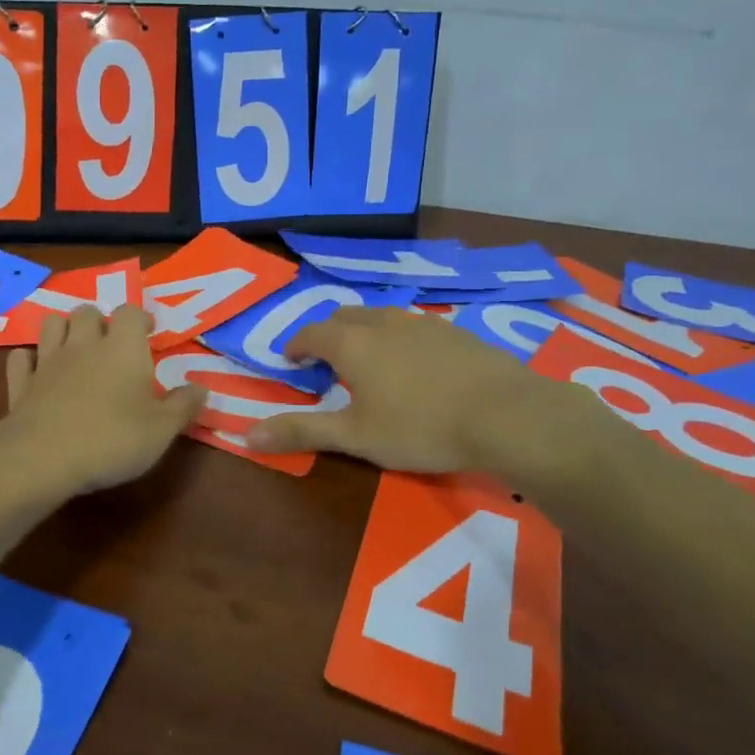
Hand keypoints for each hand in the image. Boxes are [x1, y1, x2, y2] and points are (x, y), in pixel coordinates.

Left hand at [0, 304, 205, 501]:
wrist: (43, 459)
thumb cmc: (111, 440)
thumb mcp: (161, 430)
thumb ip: (183, 406)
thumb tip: (202, 388)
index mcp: (122, 348)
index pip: (130, 312)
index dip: (139, 317)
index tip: (148, 331)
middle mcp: (83, 345)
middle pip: (87, 311)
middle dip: (99, 320)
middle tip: (111, 342)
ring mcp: (47, 362)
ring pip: (51, 324)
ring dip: (64, 329)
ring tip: (75, 348)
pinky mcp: (21, 384)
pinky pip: (20, 358)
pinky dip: (29, 359)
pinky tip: (37, 370)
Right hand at [245, 307, 609, 486]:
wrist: (509, 415)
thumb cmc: (421, 427)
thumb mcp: (355, 437)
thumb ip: (302, 432)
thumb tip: (246, 435)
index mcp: (353, 343)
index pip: (312, 334)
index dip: (296, 346)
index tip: (291, 361)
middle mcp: (384, 322)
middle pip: (345, 317)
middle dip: (328, 334)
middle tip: (326, 360)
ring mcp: (424, 323)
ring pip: (382, 317)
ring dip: (365, 332)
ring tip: (368, 359)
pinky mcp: (457, 332)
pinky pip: (414, 326)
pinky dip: (399, 338)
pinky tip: (415, 364)